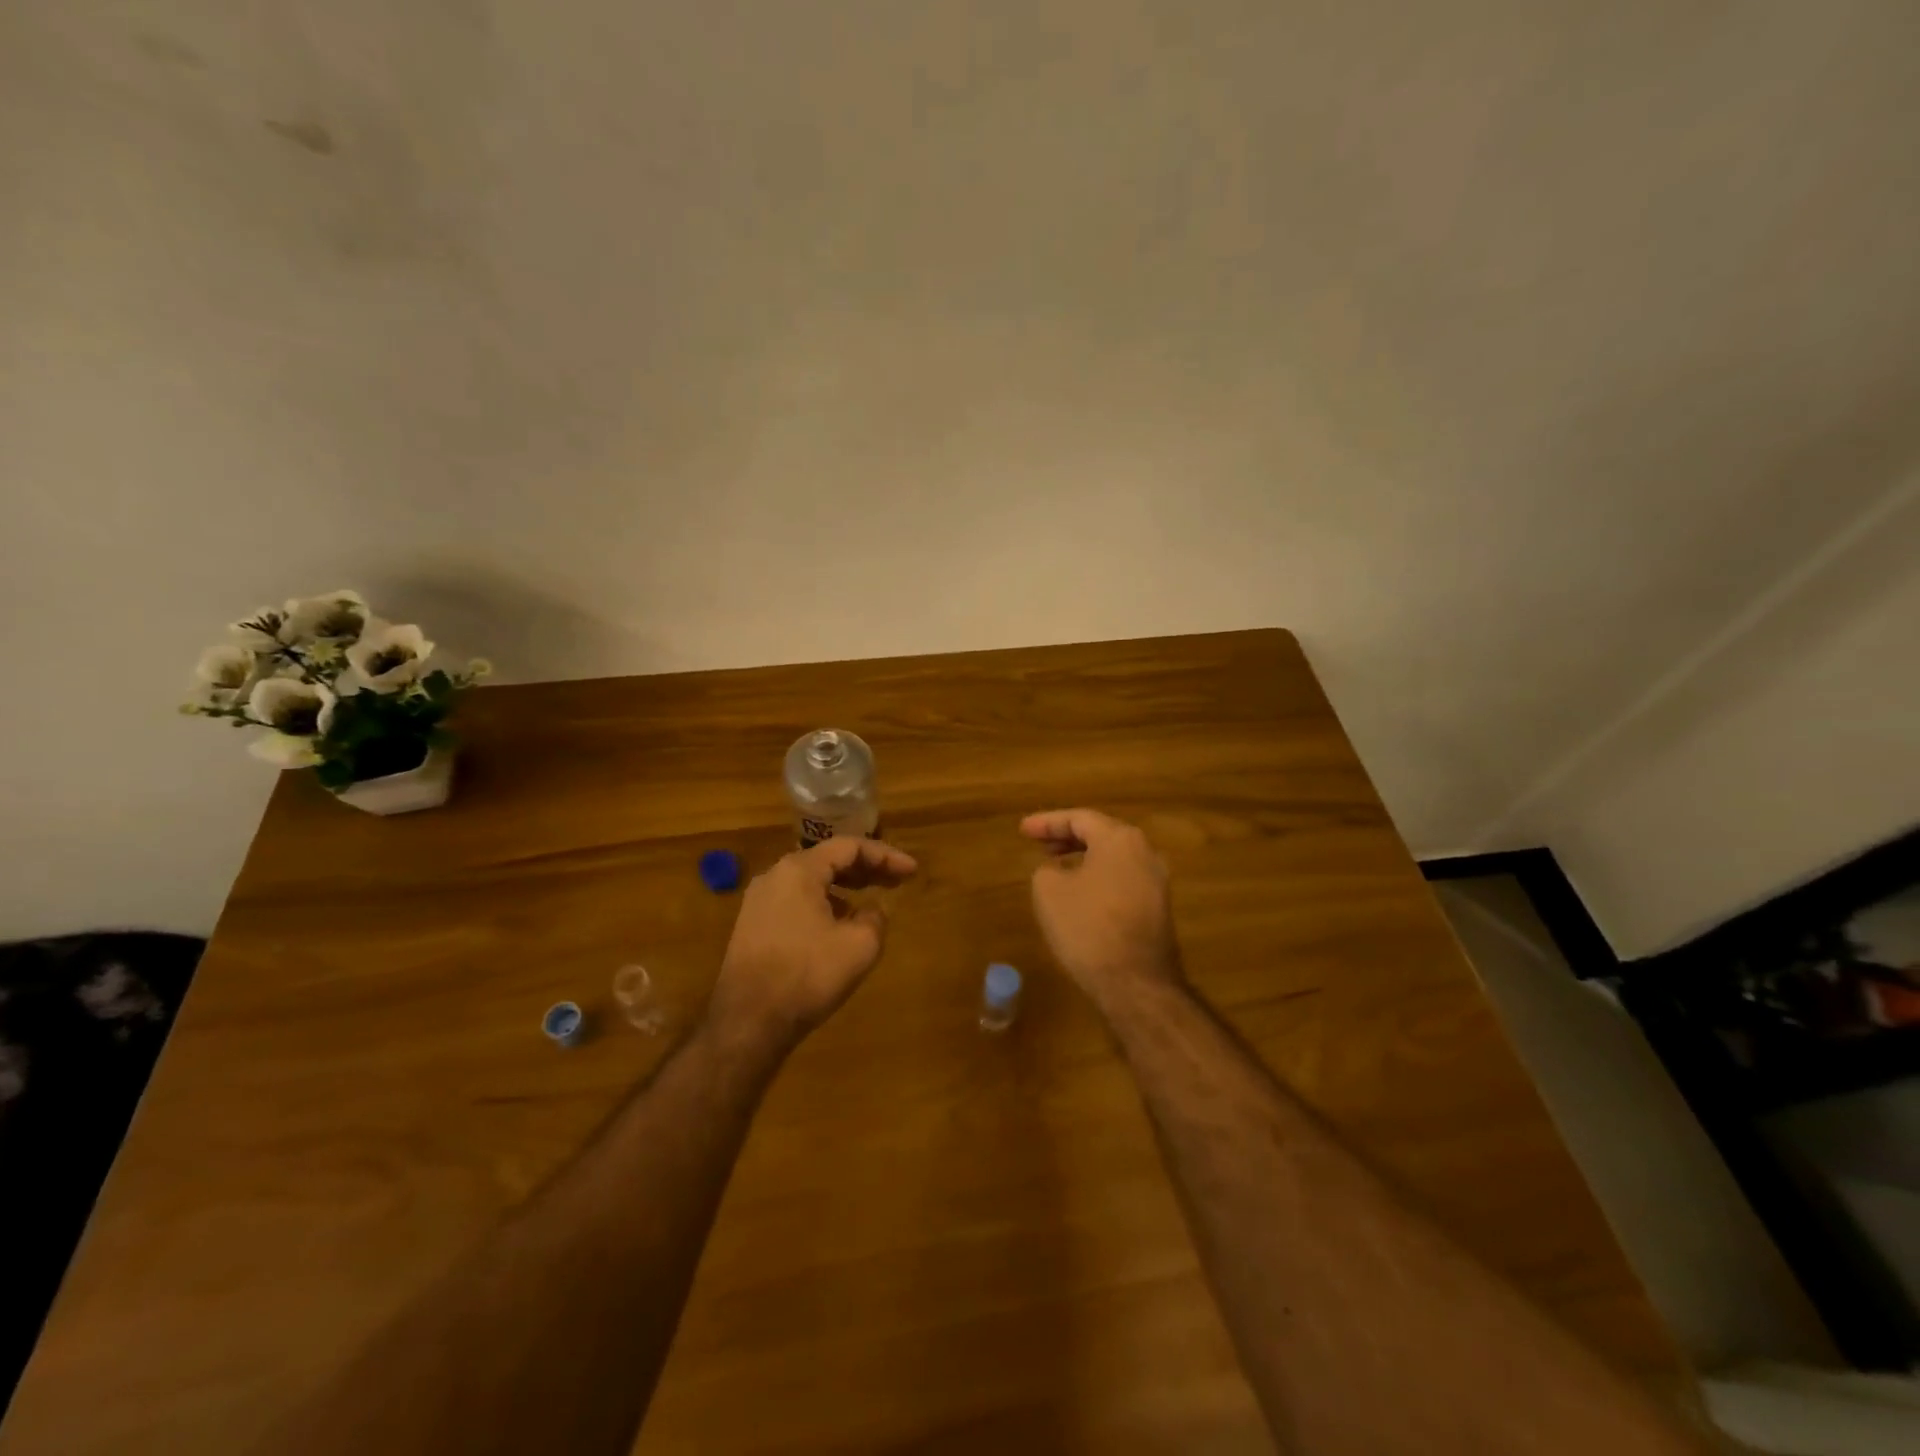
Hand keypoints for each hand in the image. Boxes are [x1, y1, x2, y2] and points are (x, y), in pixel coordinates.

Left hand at [709, 837, 917, 1052]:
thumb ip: (875, 918)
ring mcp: (759, 902)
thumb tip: (870, 911)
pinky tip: (838, 925)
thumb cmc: (807, 975)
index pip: (849, 847)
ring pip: (810, 881)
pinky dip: (823, 903)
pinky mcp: (752, 926)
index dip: (886, 856)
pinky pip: (796, 901)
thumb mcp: (860, 946)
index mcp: (799, 870)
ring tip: (870, 900)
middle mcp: (775, 876)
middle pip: (828, 859)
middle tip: (897, 880)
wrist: (748, 1022)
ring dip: (844, 886)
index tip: (912, 871)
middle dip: (866, 868)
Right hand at [1022, 808, 1182, 1012]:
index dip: (1047, 822)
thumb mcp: (1049, 892)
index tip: (1023, 830)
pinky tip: (1080, 894)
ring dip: (1083, 858)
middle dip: (1067, 837)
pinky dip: (1098, 877)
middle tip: (1039, 844)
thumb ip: (1047, 870)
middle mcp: (1145, 853)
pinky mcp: (1157, 909)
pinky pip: (1122, 880)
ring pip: (1113, 858)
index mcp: (1120, 840)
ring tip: (1056, 867)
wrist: (1135, 983)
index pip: (1079, 819)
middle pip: (1101, 834)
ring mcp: (1156, 882)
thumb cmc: (1088, 927)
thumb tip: (1059, 872)